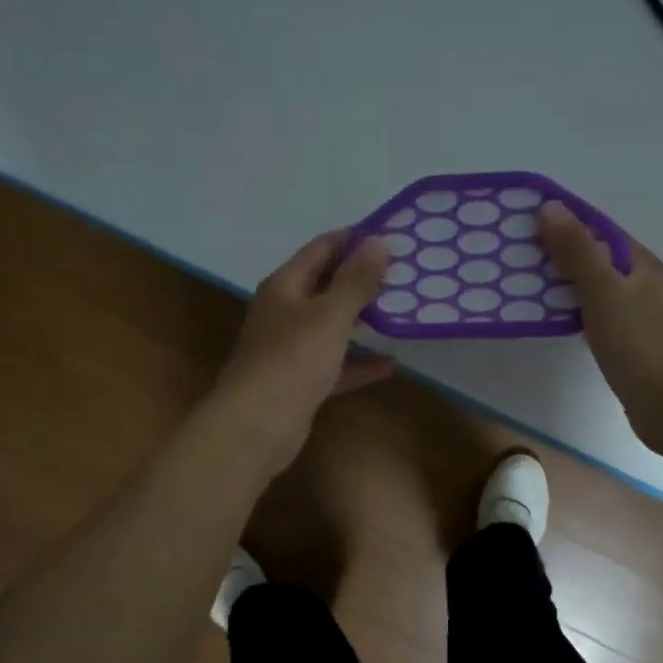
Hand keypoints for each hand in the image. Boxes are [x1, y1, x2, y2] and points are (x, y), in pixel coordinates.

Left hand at [208, 230, 394, 475]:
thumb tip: (378, 241)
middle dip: (362, 278)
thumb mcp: (329, 315)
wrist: (256, 426)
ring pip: (332, 325)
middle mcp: (285, 311)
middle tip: (405, 274)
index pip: (322, 248)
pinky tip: (390, 365)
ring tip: (402, 311)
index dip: (355, 239)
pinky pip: (336, 364)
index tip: (393, 236)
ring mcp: (291, 348)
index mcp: (285, 286)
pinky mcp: (300, 381)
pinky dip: (360, 362)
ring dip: (363, 319)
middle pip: (326, 285)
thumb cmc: (292, 360)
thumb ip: (355, 280)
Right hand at [540, 202, 662, 452]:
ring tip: (516, 280)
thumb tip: (550, 207)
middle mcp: (638, 281)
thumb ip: (577, 251)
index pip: (595, 226)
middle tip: (508, 250)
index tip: (520, 215)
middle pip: (591, 254)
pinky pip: (590, 312)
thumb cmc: (641, 345)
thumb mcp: (605, 292)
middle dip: (553, 248)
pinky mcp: (625, 341)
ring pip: (589, 285)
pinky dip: (566, 308)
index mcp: (638, 262)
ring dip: (557, 280)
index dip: (560, 216)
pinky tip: (544, 317)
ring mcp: (634, 313)